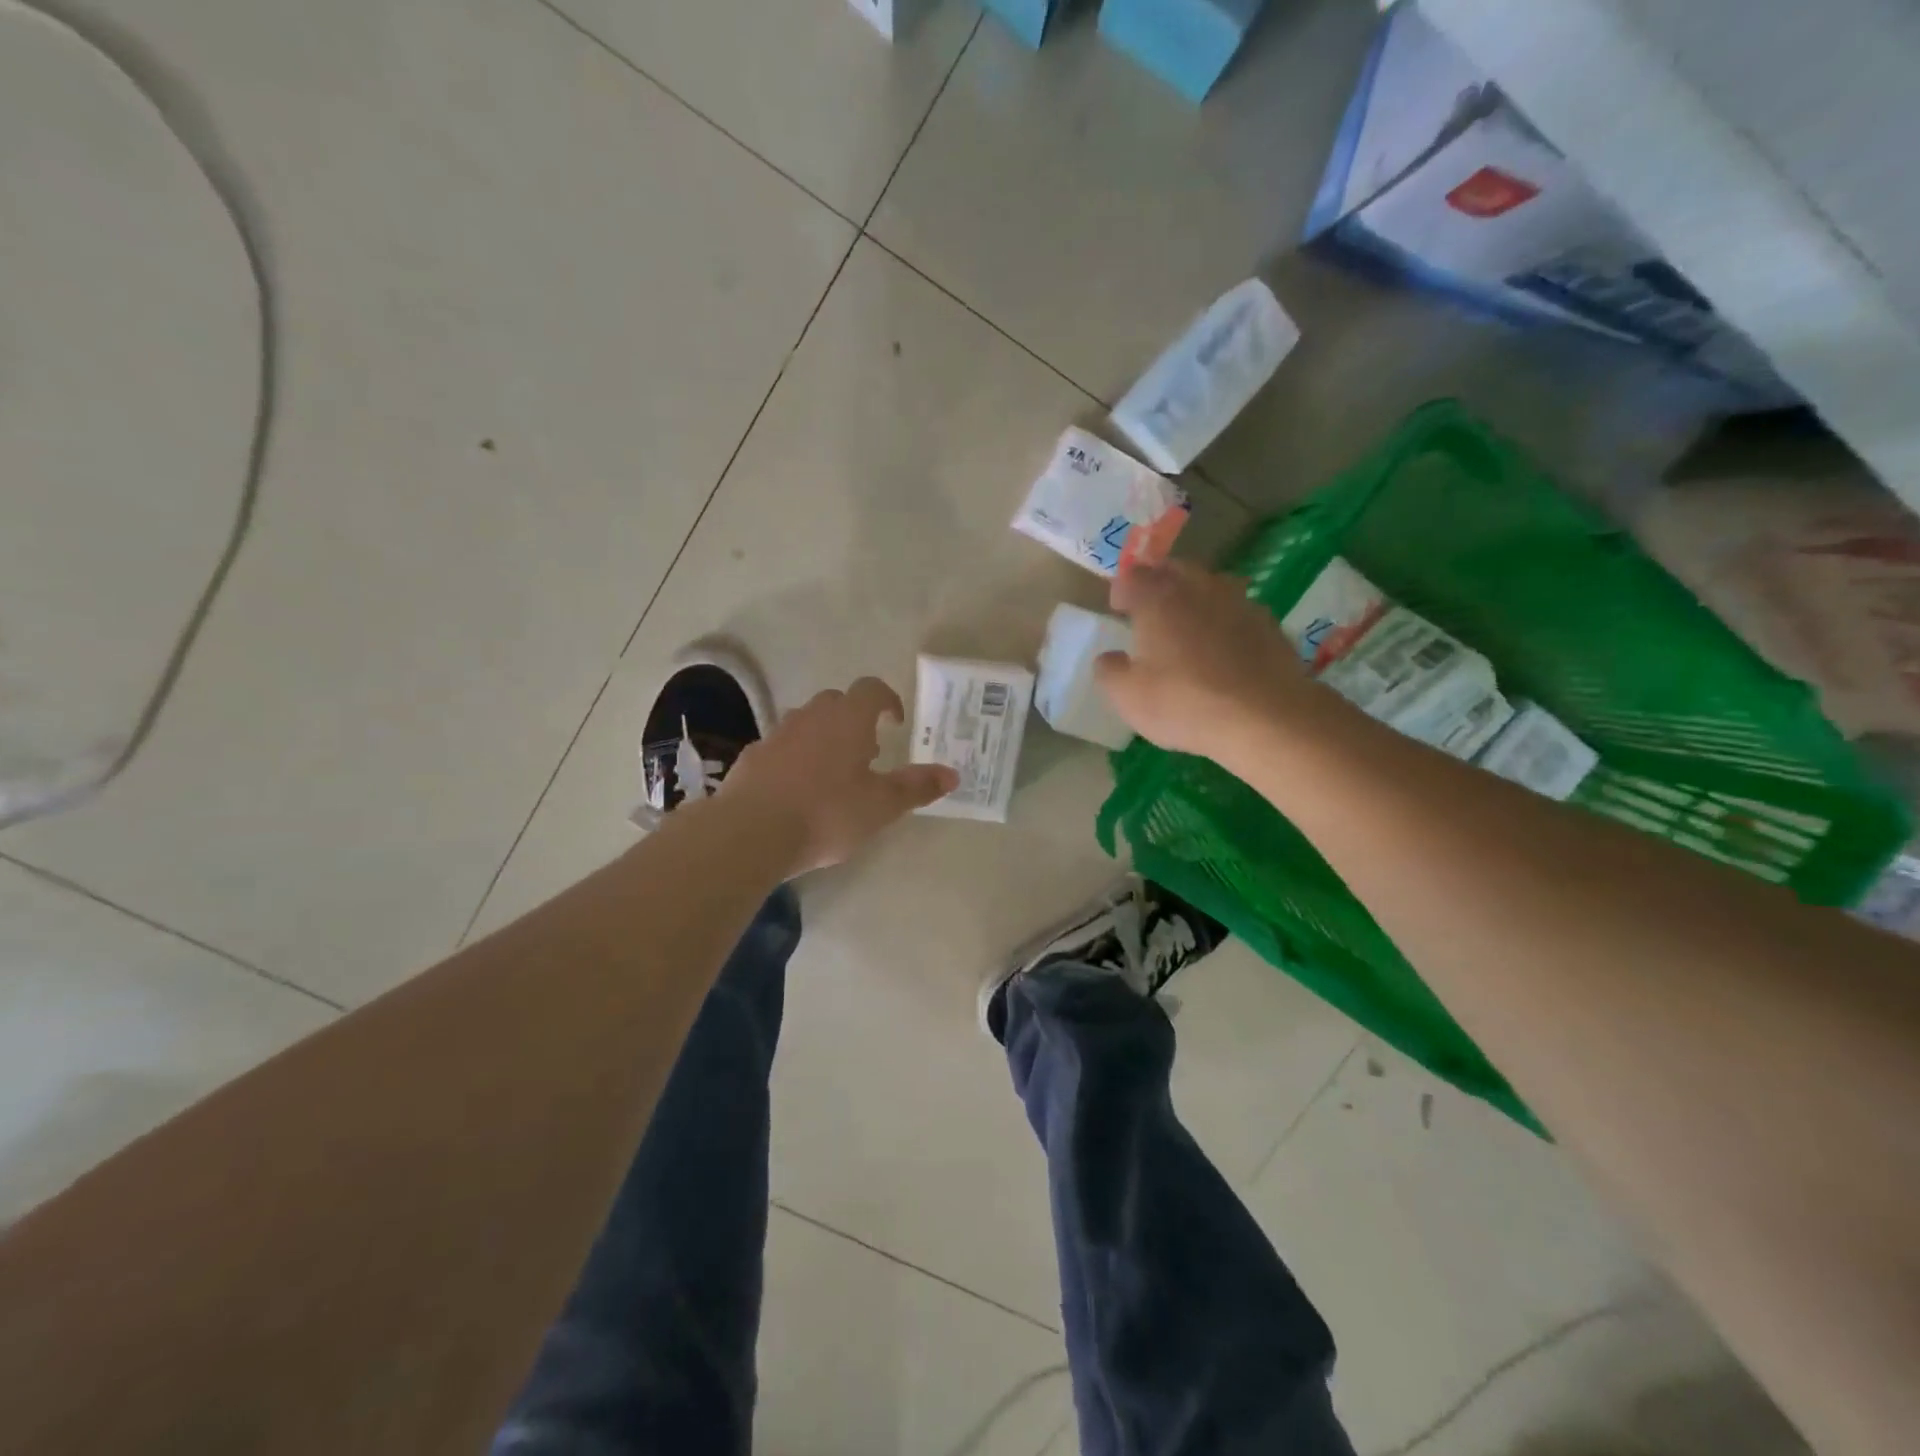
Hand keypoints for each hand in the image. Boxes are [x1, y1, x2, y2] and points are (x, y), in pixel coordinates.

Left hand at [721, 677, 957, 874]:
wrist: (751, 832)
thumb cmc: (827, 813)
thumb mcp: (881, 805)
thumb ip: (916, 787)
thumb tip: (952, 774)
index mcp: (847, 719)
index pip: (871, 689)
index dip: (887, 700)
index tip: (896, 721)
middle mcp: (811, 716)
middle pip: (837, 703)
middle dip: (855, 720)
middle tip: (868, 752)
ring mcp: (777, 735)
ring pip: (806, 723)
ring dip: (824, 738)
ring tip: (834, 774)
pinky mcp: (752, 757)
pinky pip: (781, 748)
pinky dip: (795, 759)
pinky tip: (798, 792)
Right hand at [1096, 560, 1342, 765]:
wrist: (1265, 717)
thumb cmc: (1184, 703)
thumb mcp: (1128, 697)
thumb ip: (1110, 672)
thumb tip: (1108, 658)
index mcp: (1158, 599)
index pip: (1134, 576)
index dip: (1122, 588)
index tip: (1118, 607)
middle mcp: (1198, 589)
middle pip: (1175, 569)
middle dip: (1159, 582)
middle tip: (1151, 607)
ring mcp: (1239, 602)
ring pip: (1212, 585)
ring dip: (1196, 597)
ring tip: (1189, 623)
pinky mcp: (1269, 624)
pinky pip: (1238, 611)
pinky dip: (1225, 620)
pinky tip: (1224, 647)